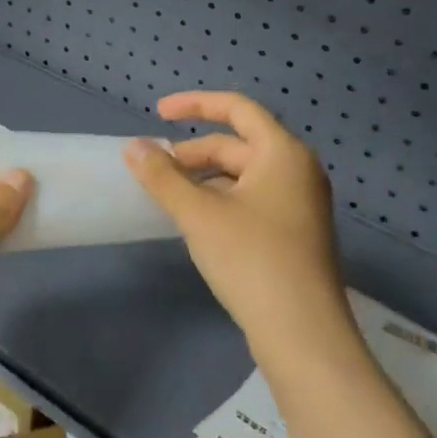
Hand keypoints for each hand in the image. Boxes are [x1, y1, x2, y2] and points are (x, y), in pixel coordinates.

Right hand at [126, 92, 350, 368]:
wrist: (302, 332)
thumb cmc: (251, 259)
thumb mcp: (199, 214)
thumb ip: (163, 177)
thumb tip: (134, 147)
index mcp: (282, 153)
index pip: (238, 108)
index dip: (196, 104)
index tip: (158, 112)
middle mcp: (298, 170)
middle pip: (238, 145)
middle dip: (194, 153)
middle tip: (156, 171)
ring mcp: (301, 204)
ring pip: (244, 176)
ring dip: (205, 180)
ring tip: (171, 199)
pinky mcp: (296, 233)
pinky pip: (253, 200)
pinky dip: (222, 200)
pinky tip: (198, 223)